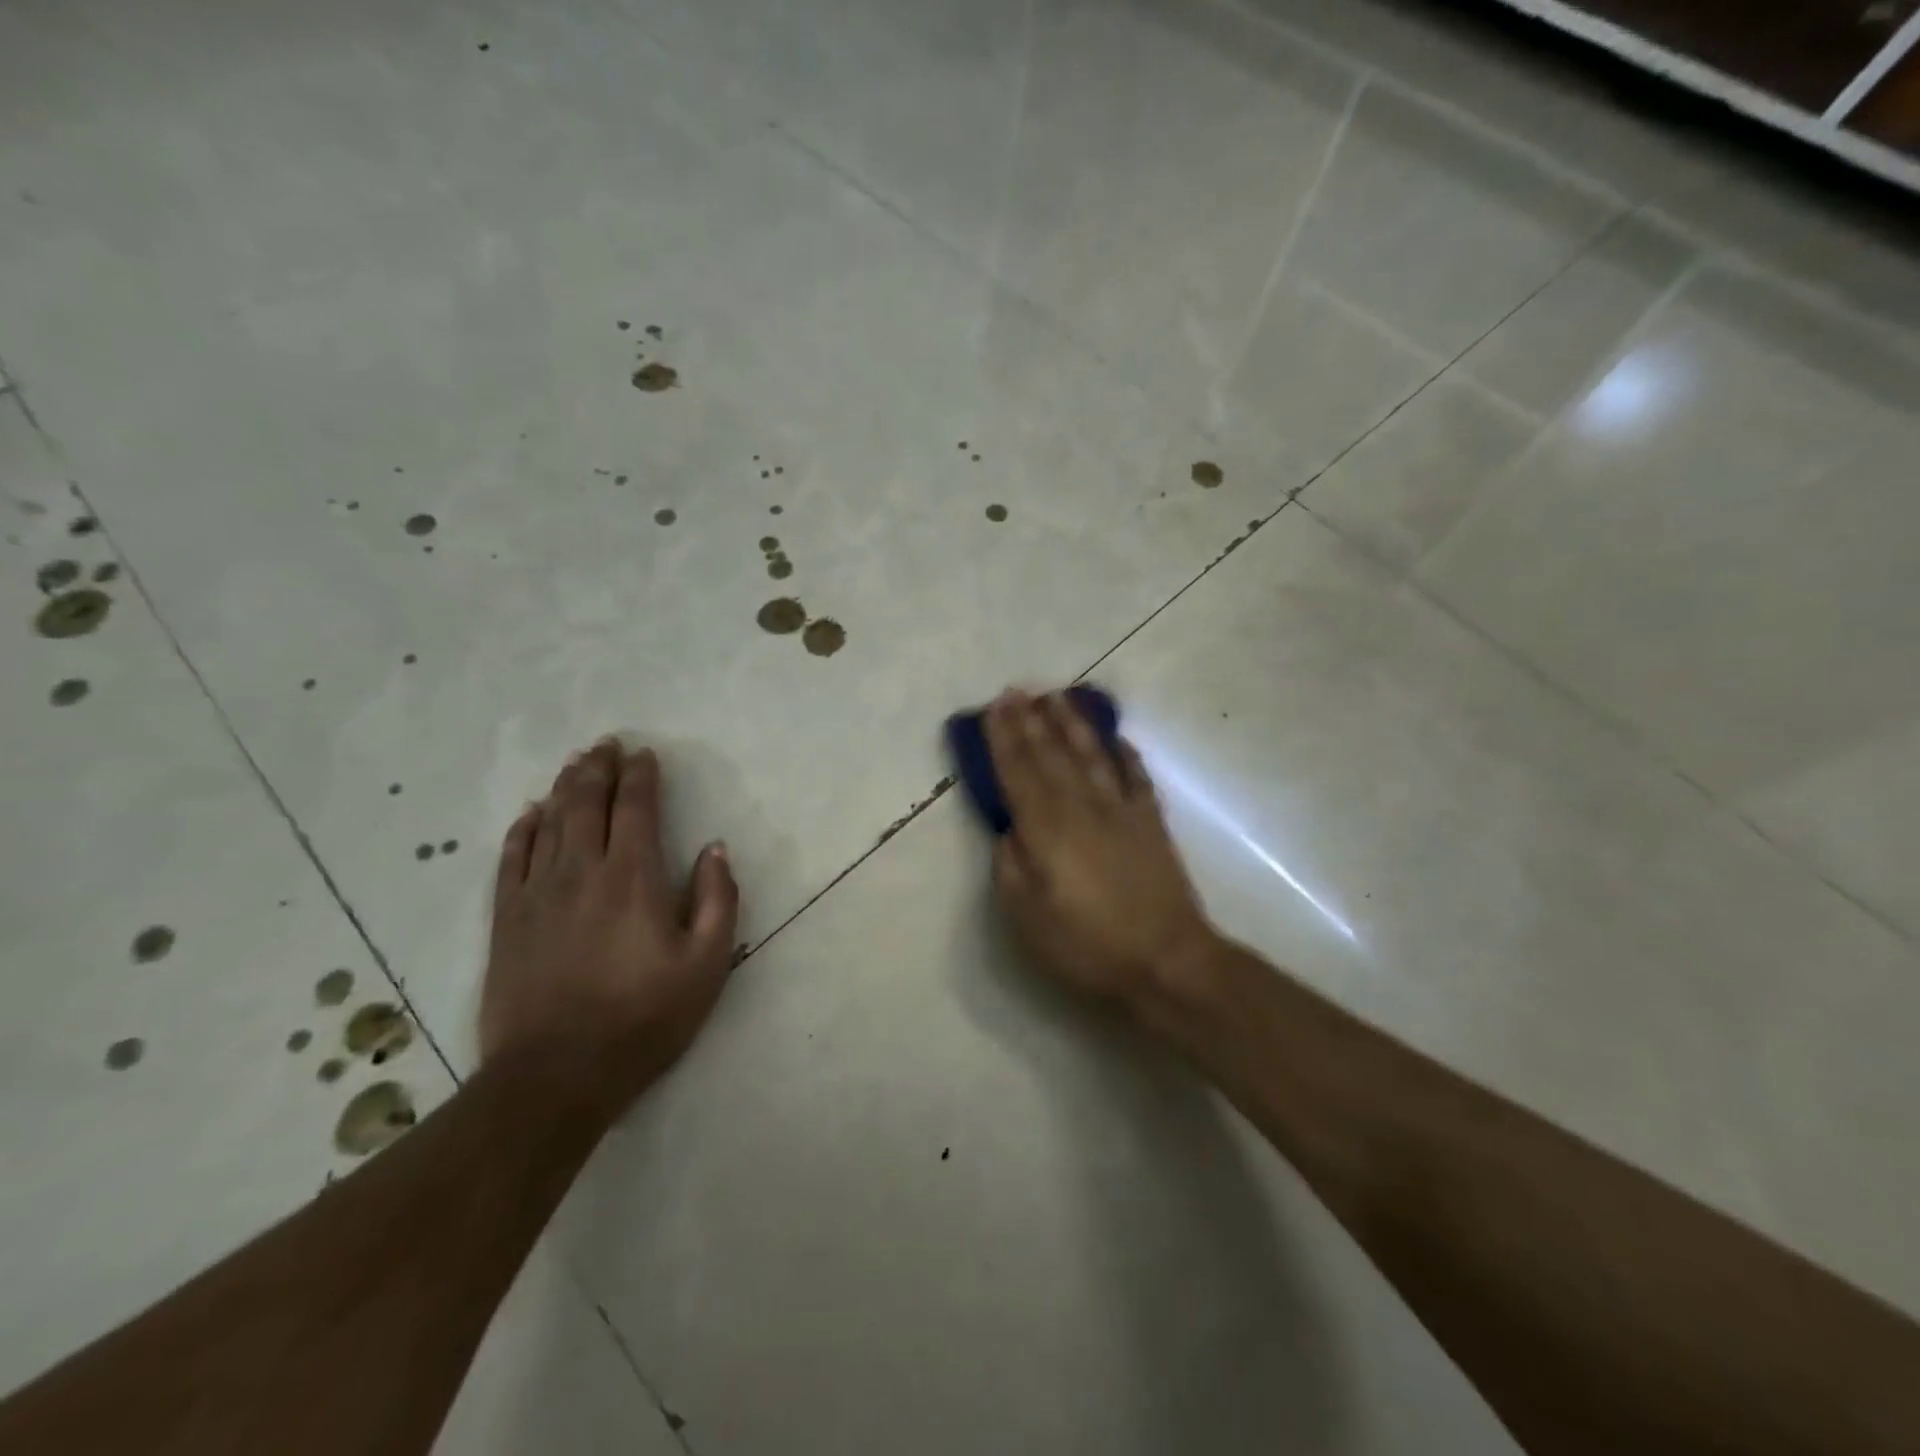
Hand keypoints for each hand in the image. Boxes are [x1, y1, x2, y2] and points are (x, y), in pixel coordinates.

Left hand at [481, 738, 739, 1110]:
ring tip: (576, 763)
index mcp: (634, 877)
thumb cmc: (645, 1017)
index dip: (641, 776)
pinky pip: (512, 858)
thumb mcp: (708, 964)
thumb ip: (717, 899)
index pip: (636, 808)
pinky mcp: (507, 919)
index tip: (645, 754)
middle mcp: (583, 871)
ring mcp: (538, 893)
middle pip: (588, 804)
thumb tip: (715, 849)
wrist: (557, 1075)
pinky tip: (530, 813)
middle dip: (600, 769)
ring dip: (565, 787)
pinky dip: (523, 829)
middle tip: (606, 744)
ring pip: (550, 822)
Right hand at [986, 691, 1214, 1008]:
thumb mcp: (1028, 916)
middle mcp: (1081, 807)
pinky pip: (1135, 776)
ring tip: (1058, 697)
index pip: (1018, 772)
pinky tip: (1117, 738)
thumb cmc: (1088, 944)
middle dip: (1031, 720)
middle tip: (1017, 690)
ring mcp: (1121, 810)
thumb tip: (1009, 830)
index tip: (994, 707)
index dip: (1004, 738)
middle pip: (1051, 755)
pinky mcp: (1150, 822)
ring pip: (1091, 755)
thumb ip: (1011, 866)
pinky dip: (1125, 754)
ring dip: (1073, 724)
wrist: (1166, 960)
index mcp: (1046, 829)